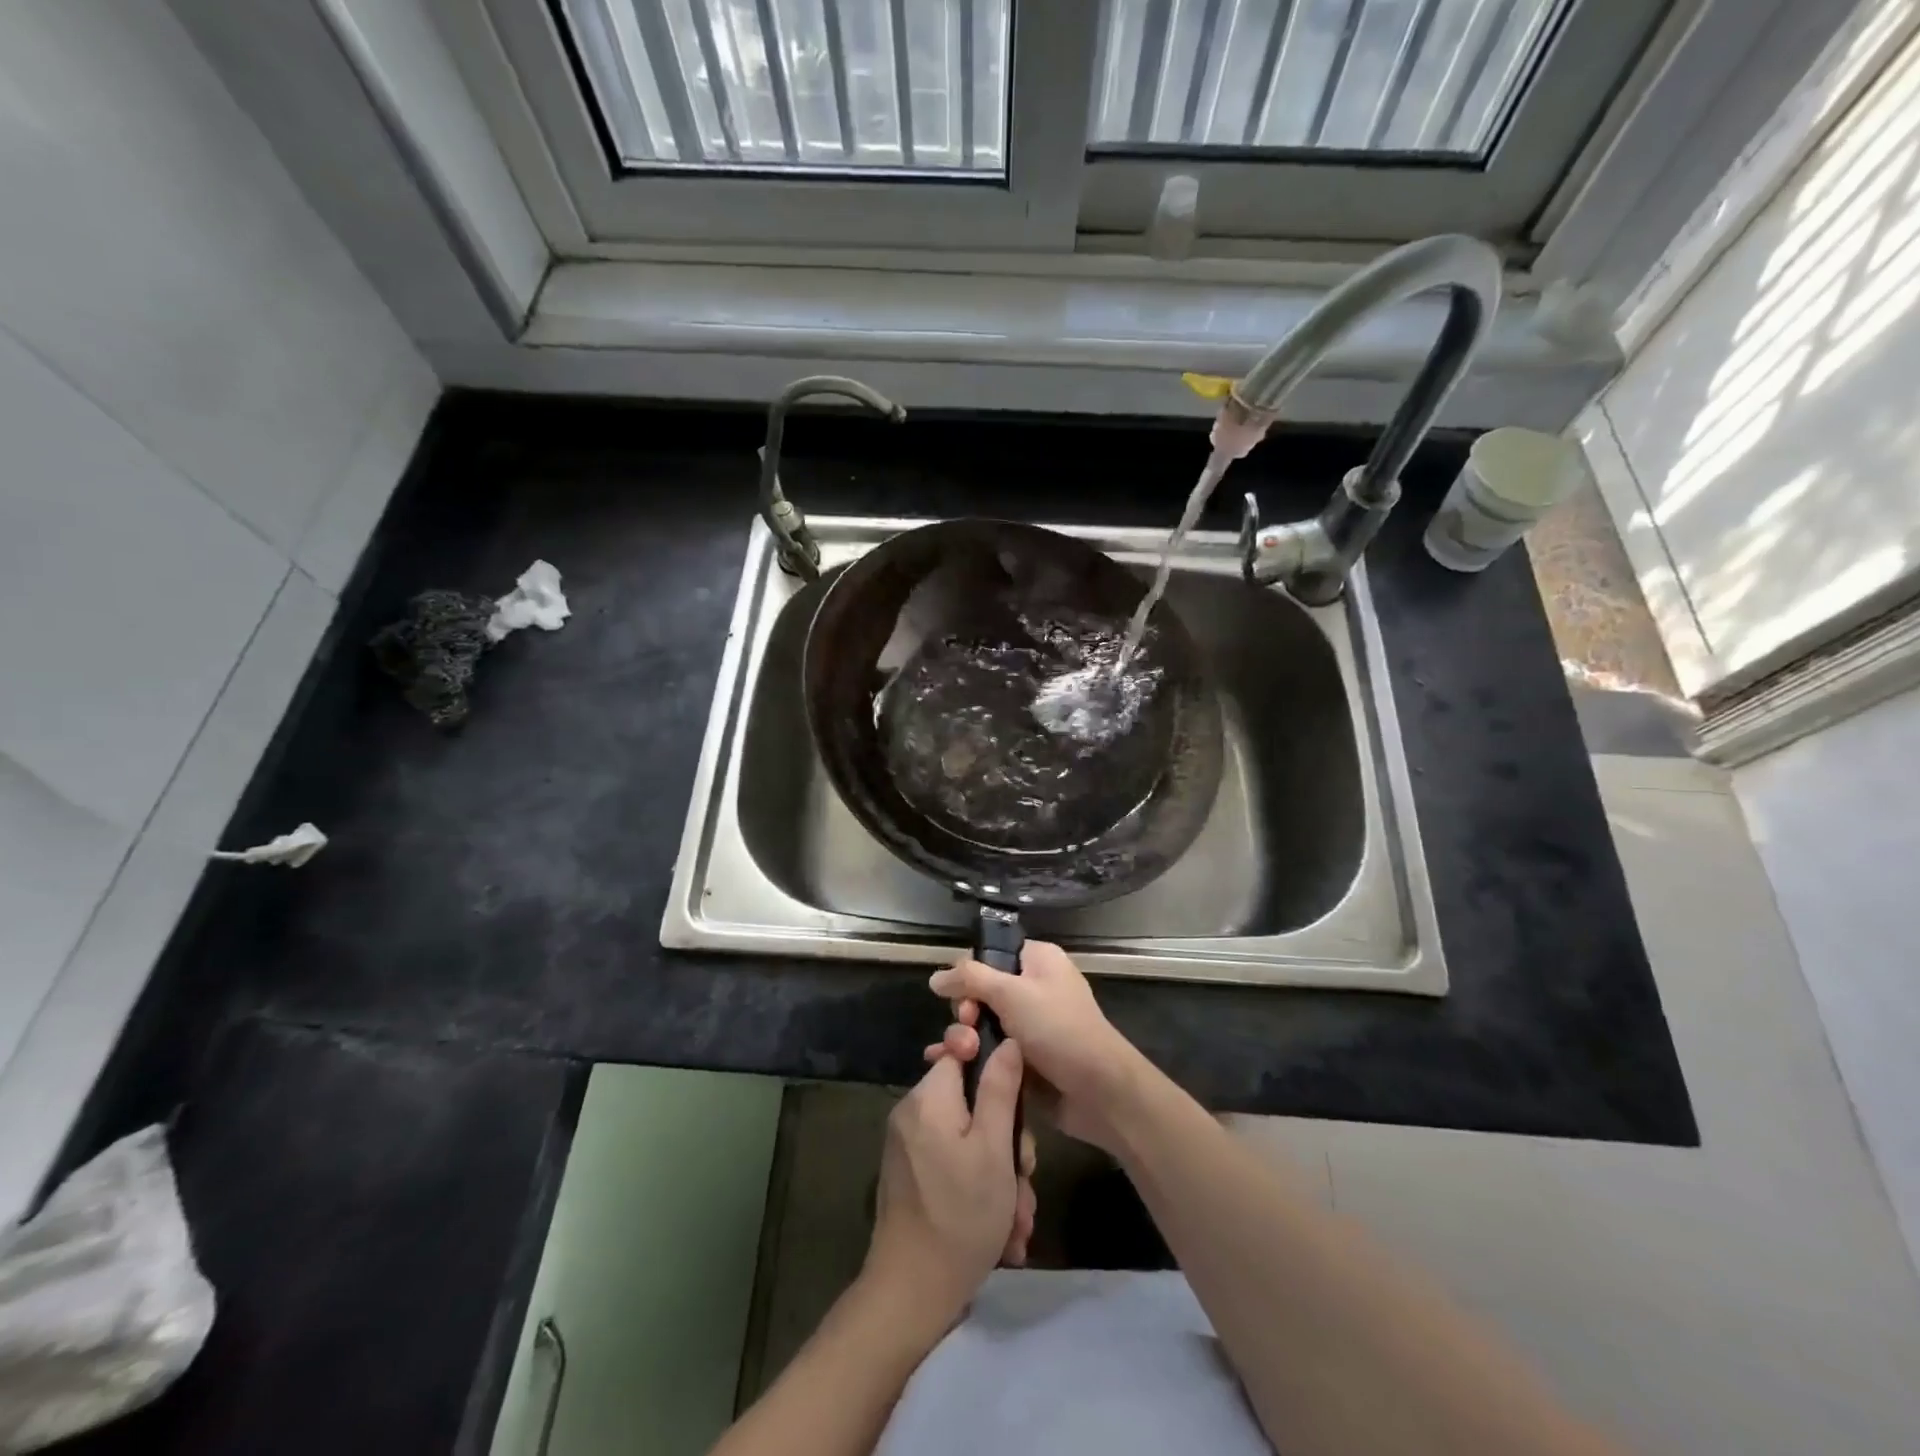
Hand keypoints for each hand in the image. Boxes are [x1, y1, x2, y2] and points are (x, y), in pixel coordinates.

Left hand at [864, 1041, 1034, 1334]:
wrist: (910, 1295)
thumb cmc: (960, 1216)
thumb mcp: (994, 1150)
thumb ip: (1000, 1089)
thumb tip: (1006, 1040)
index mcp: (928, 1097)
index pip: (961, 1051)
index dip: (994, 1067)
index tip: (1018, 1099)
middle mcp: (913, 1114)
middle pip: (971, 1101)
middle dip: (1007, 1140)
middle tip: (1024, 1177)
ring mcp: (909, 1147)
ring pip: (968, 1140)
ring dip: (999, 1175)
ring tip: (1017, 1220)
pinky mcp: (911, 1177)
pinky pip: (953, 1165)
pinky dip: (979, 1189)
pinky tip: (1002, 1232)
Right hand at [928, 941, 1146, 1155]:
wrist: (1098, 1090)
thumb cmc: (1058, 1029)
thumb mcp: (1012, 993)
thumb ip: (970, 979)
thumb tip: (935, 977)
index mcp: (1038, 961)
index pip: (991, 954)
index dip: (970, 972)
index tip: (961, 994)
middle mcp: (1033, 988)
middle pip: (980, 990)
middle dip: (966, 1010)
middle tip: (968, 1027)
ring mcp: (1027, 1026)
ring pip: (981, 1023)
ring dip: (963, 1036)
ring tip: (960, 1053)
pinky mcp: (1022, 1059)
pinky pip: (987, 1050)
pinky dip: (969, 1056)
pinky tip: (946, 1066)